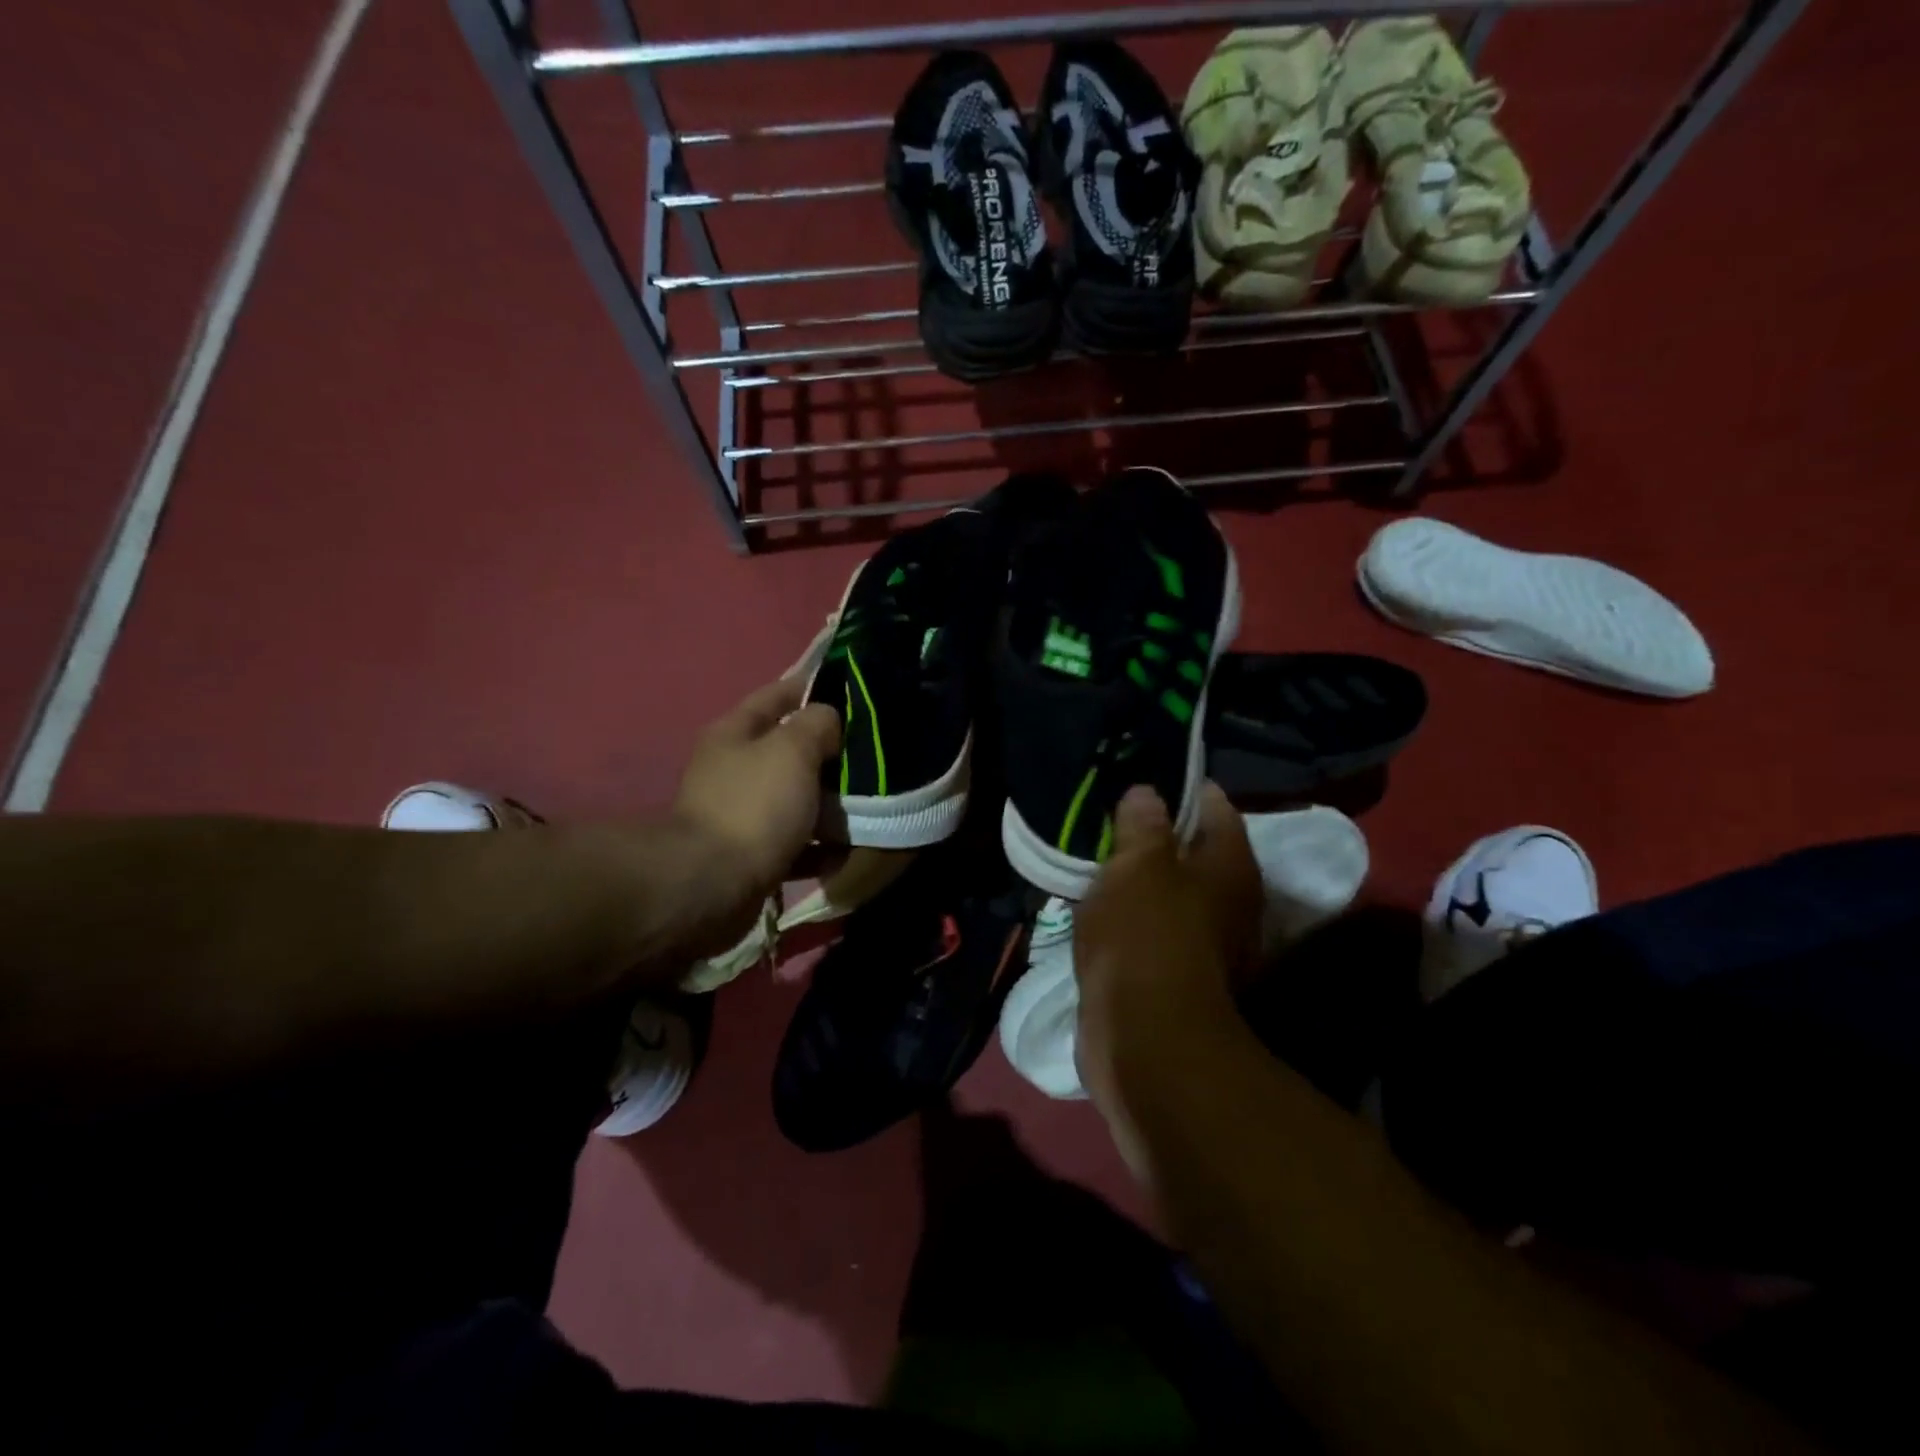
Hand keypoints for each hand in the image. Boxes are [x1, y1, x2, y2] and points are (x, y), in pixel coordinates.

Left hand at [670, 675, 840, 949]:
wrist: (713, 885)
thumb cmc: (754, 805)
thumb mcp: (792, 749)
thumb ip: (817, 724)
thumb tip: (828, 720)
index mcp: (734, 734)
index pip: (775, 696)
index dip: (810, 688)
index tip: (850, 691)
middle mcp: (733, 770)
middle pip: (787, 751)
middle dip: (828, 753)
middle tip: (870, 754)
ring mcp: (740, 815)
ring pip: (794, 800)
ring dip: (827, 804)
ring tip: (867, 806)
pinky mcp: (750, 856)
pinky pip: (795, 845)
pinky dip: (819, 848)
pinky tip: (846, 851)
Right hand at [1073, 783, 1261, 1106]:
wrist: (1144, 1040)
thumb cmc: (1145, 935)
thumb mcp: (1137, 864)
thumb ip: (1142, 824)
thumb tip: (1147, 793)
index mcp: (1231, 865)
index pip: (1214, 805)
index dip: (1179, 788)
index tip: (1140, 779)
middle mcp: (1232, 902)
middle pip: (1195, 851)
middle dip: (1155, 834)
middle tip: (1110, 817)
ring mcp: (1208, 943)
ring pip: (1172, 892)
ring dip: (1141, 878)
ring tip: (1098, 857)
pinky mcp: (1178, 975)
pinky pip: (1154, 927)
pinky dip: (1132, 915)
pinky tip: (1099, 906)